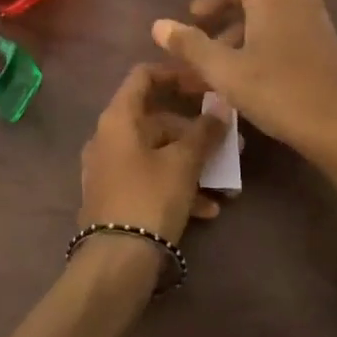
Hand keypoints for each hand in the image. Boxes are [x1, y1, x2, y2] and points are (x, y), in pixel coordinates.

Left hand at [78, 63, 228, 245]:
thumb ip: (204, 131)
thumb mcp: (184, 163)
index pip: (143, 76)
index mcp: (117, 119)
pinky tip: (207, 210)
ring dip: (192, 164)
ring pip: (157, 154)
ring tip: (226, 182)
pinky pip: (150, 180)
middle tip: (228, 141)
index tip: (205, 83)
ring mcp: (109, 169)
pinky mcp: (115, 197)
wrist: (116, 262)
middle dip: (195, 131)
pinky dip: (177, 187)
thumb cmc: (150, 198)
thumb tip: (221, 106)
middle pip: (155, 120)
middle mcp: (108, 138)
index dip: (175, 74)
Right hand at [152, 0, 336, 191]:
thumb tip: (159, 26)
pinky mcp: (314, 35)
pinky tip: (227, 54)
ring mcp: (307, 14)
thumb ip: (190, 45)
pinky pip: (273, 16)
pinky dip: (245, 24)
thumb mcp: (227, 72)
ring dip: (225, 6)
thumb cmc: (281, 94)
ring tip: (197, 28)